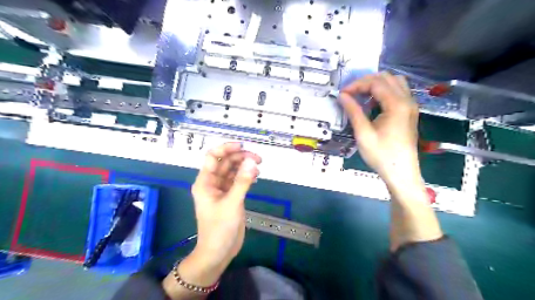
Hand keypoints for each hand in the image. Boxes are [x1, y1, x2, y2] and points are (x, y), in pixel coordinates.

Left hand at [193, 142, 261, 266]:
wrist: (218, 252)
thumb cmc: (219, 228)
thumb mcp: (232, 203)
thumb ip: (242, 181)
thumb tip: (251, 161)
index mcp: (205, 182)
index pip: (212, 157)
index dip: (226, 148)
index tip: (242, 146)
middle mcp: (212, 183)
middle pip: (225, 162)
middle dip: (240, 157)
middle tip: (258, 159)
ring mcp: (222, 190)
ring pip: (233, 170)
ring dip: (245, 166)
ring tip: (258, 167)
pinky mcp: (231, 196)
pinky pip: (238, 180)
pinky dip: (246, 176)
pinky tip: (256, 177)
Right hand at [338, 73, 443, 250]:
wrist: (401, 173)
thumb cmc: (381, 155)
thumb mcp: (363, 133)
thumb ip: (353, 111)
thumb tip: (343, 96)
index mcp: (397, 104)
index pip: (376, 83)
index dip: (357, 85)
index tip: (343, 94)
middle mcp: (407, 101)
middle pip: (387, 78)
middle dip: (366, 82)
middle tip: (351, 93)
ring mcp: (411, 106)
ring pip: (395, 83)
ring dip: (377, 85)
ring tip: (361, 96)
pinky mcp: (409, 113)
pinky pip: (398, 93)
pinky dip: (384, 92)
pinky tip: (373, 104)